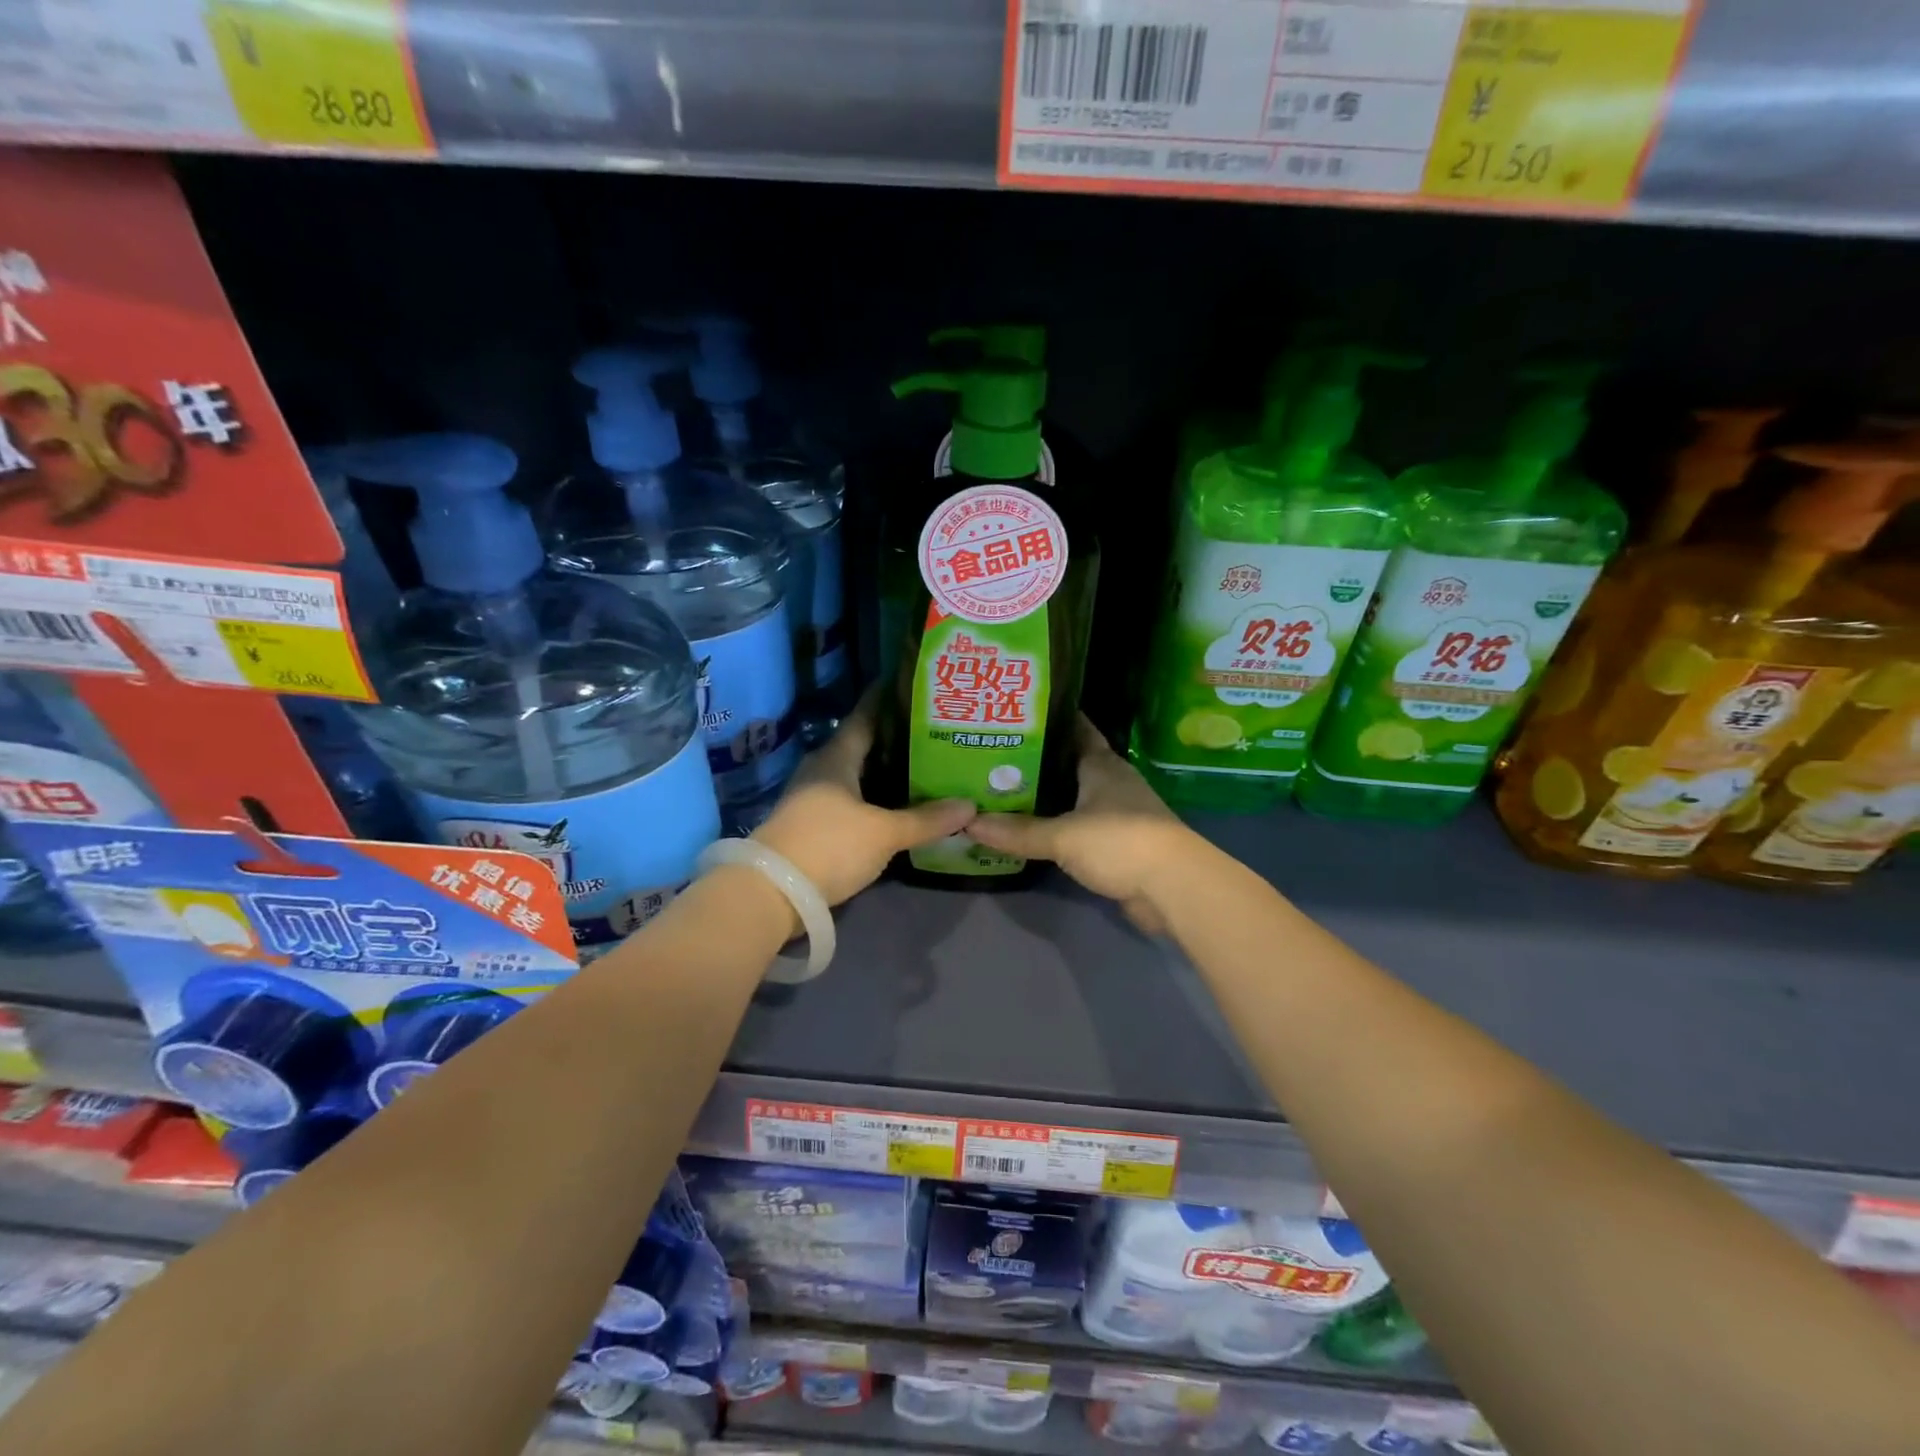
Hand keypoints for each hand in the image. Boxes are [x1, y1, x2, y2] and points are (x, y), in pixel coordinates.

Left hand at [754, 693, 976, 906]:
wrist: (772, 893)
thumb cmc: (830, 845)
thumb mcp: (884, 833)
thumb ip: (926, 819)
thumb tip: (970, 806)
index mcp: (836, 757)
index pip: (864, 716)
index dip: (885, 700)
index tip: (911, 686)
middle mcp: (821, 770)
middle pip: (862, 746)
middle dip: (894, 740)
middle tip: (933, 733)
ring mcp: (812, 798)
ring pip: (856, 776)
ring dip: (885, 773)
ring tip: (923, 768)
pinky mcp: (812, 825)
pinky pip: (851, 801)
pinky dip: (874, 798)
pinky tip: (897, 805)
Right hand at [967, 715, 1205, 933]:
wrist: (1173, 887)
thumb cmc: (1119, 842)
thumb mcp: (1062, 836)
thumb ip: (1017, 831)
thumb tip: (969, 822)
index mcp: (1102, 765)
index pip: (1076, 730)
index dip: (1051, 721)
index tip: (1018, 714)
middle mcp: (1112, 781)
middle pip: (1072, 763)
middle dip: (1040, 759)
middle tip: (997, 755)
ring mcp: (1120, 813)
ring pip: (1076, 795)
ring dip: (1050, 795)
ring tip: (1006, 790)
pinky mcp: (1120, 843)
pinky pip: (1081, 826)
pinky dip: (1060, 826)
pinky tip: (1034, 830)